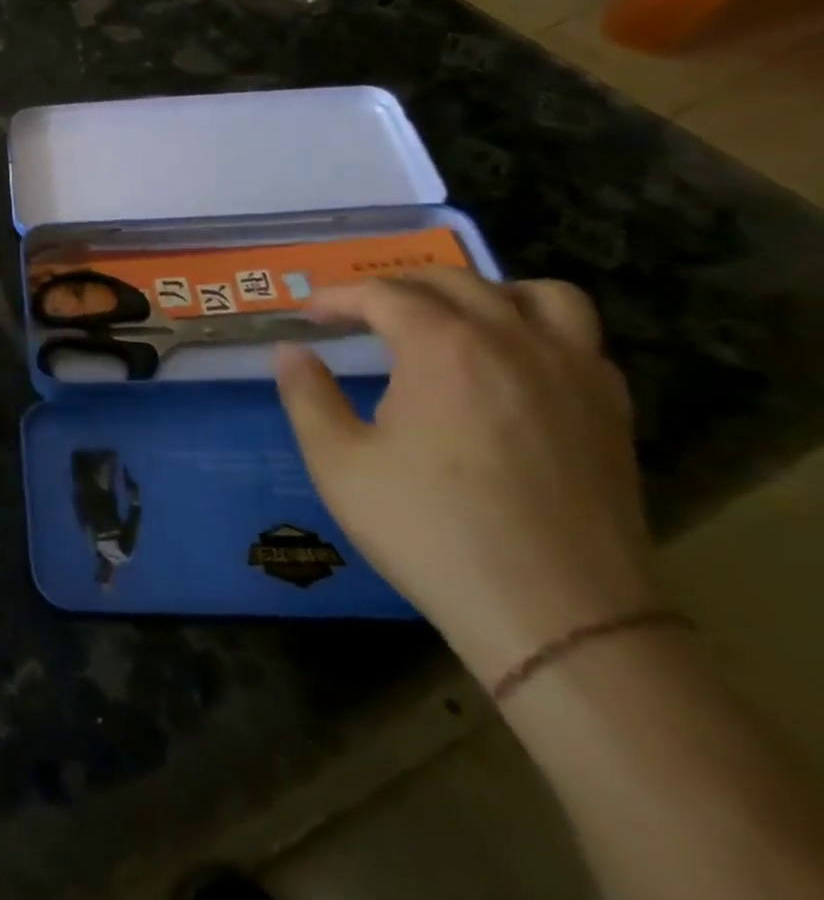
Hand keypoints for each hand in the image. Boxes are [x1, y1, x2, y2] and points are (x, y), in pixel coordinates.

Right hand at [274, 268, 660, 686]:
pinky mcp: (610, 410)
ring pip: (538, 294)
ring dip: (485, 292)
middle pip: (453, 281)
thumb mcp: (339, 463)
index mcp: (443, 347)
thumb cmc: (431, 530)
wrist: (559, 617)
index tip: (309, 313)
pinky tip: (510, 365)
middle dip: (398, 285)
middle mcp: (512, 340)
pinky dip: (537, 329)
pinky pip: (579, 338)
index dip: (338, 297)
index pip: (382, 294)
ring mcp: (573, 372)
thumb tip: (291, 351)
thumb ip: (306, 395)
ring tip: (452, 318)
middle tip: (362, 312)